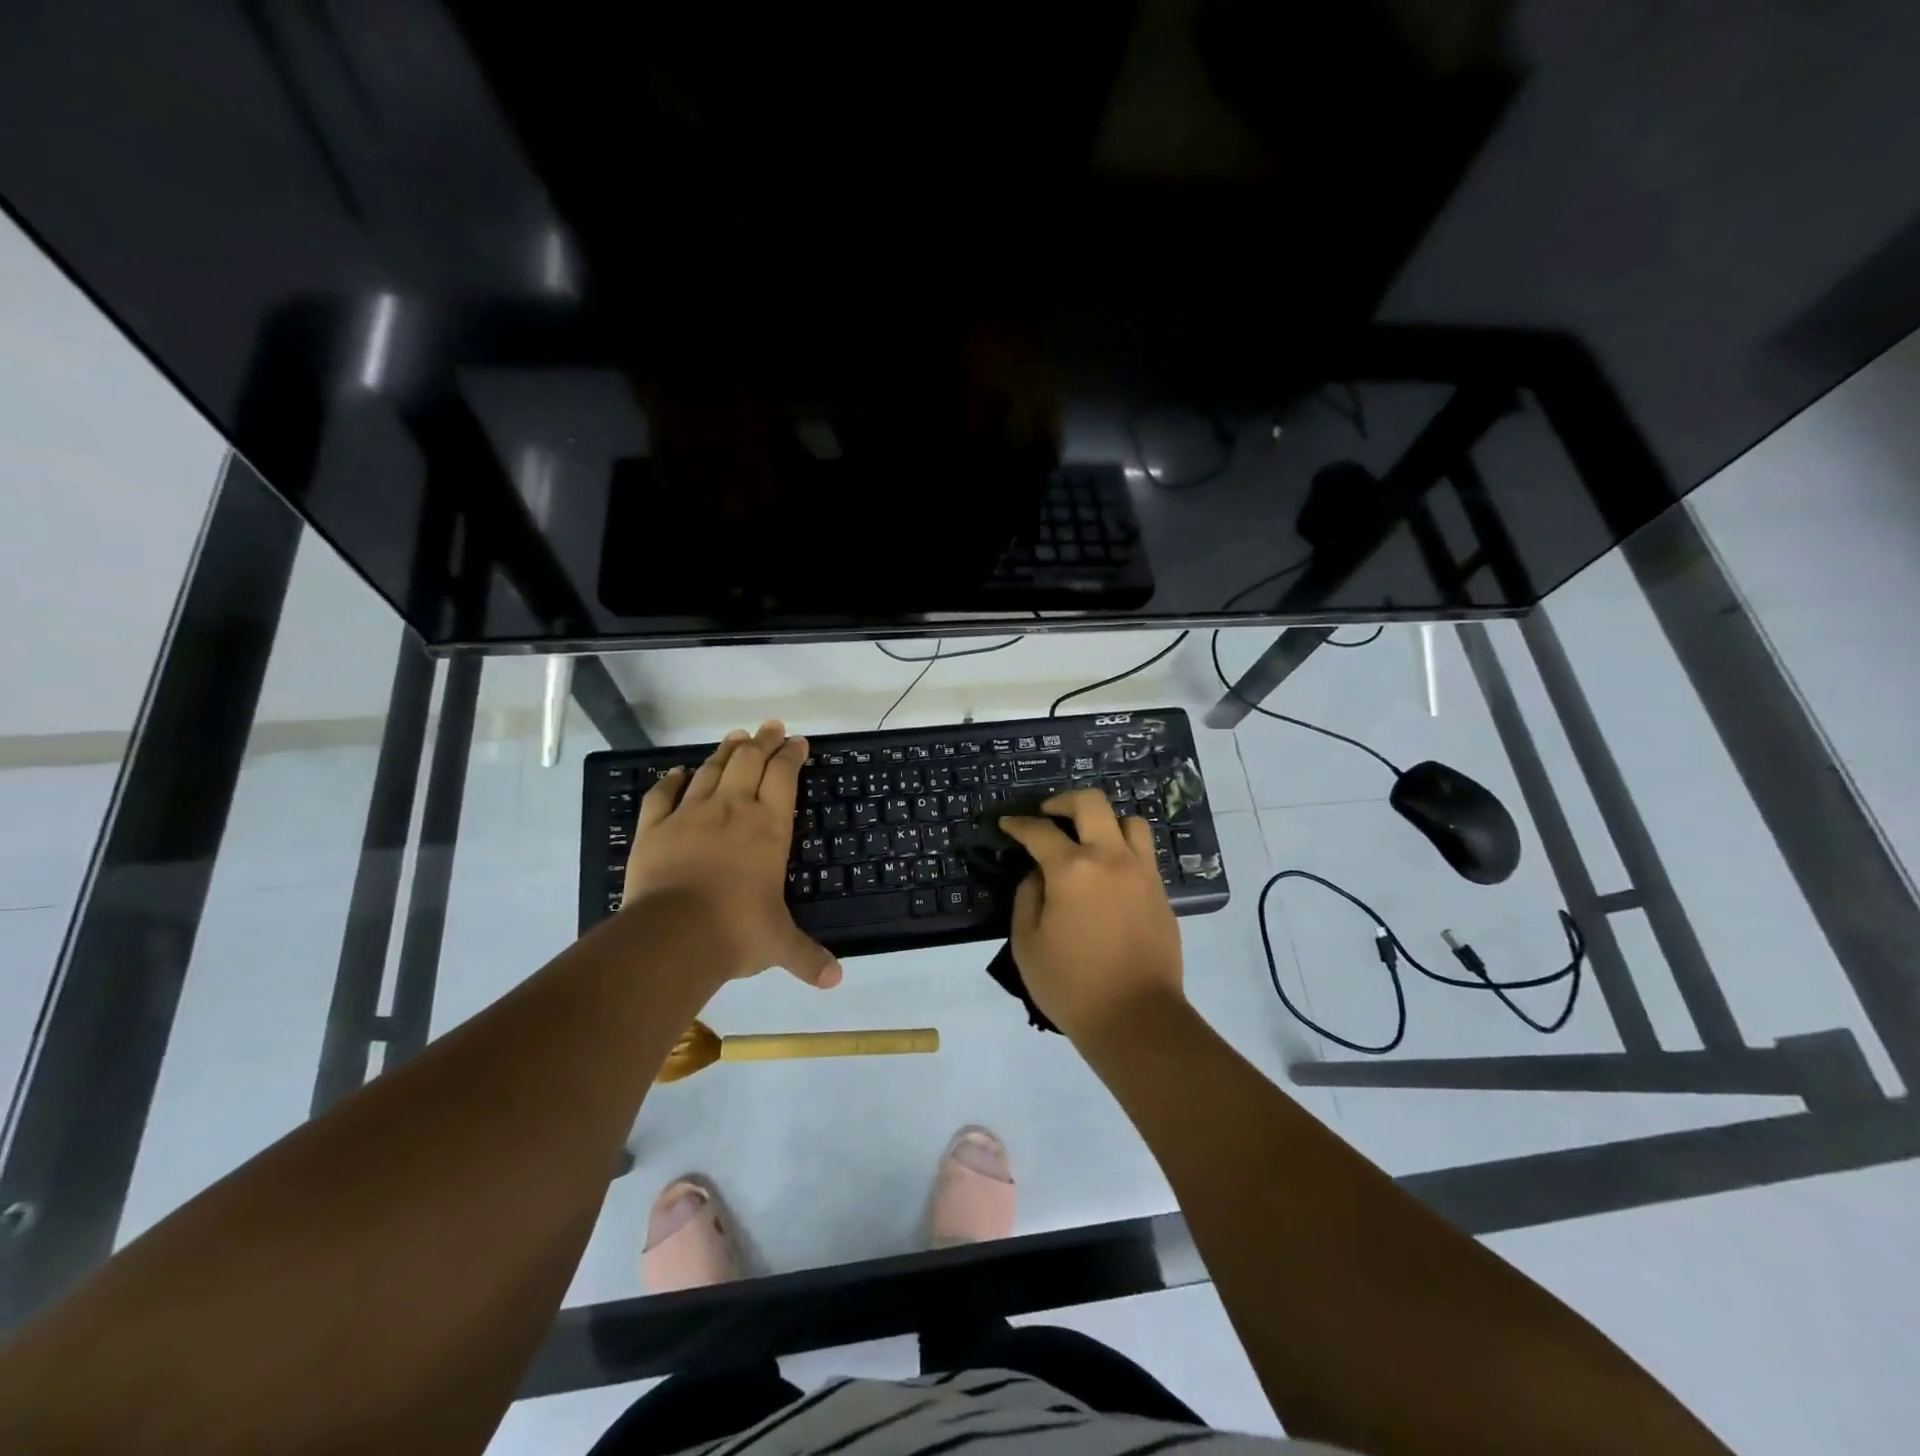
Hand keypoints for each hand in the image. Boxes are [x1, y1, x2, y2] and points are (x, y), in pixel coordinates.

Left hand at [623, 721, 841, 988]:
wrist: (673, 936)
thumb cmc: (737, 932)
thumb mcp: (779, 945)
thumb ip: (808, 958)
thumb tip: (836, 981)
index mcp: (768, 828)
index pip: (783, 777)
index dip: (791, 755)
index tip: (798, 742)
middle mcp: (732, 810)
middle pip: (749, 761)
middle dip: (763, 741)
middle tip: (771, 727)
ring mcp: (689, 815)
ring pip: (710, 770)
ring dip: (725, 751)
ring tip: (736, 737)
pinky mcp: (654, 828)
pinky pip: (662, 795)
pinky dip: (671, 780)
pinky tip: (677, 772)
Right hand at [999, 789, 1183, 1043]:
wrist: (1136, 1018)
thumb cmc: (1071, 985)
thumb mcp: (1027, 943)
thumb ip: (1027, 897)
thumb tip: (1038, 874)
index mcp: (1072, 870)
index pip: (1040, 831)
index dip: (1019, 824)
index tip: (1007, 823)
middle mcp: (1111, 858)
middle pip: (1091, 803)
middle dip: (1063, 801)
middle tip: (1048, 814)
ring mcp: (1142, 872)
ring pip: (1129, 821)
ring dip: (1104, 821)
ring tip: (1088, 839)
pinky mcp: (1161, 892)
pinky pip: (1143, 852)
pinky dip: (1123, 848)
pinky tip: (1109, 870)